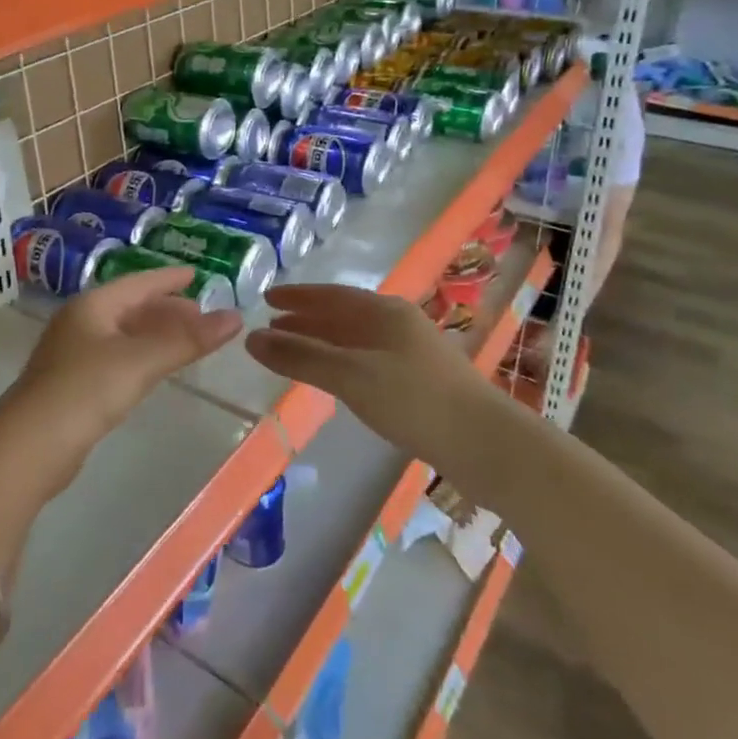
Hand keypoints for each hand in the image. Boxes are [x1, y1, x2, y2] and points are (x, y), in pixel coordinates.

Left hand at [0, 269, 241, 526]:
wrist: (29, 447)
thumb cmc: (85, 391)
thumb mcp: (140, 361)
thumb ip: (187, 340)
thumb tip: (235, 318)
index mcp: (92, 306)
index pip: (139, 282)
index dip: (169, 278)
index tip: (197, 274)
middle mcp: (81, 322)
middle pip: (131, 307)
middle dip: (167, 309)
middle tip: (202, 316)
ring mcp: (73, 354)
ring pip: (124, 334)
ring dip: (155, 334)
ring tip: (187, 341)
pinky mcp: (73, 384)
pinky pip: (117, 357)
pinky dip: (142, 356)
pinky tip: (154, 369)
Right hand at [246, 284, 504, 470]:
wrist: (486, 444)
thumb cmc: (414, 400)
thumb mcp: (351, 375)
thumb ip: (301, 356)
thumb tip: (251, 338)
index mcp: (384, 311)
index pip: (331, 295)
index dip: (297, 296)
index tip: (267, 298)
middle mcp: (398, 323)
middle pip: (343, 315)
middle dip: (306, 320)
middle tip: (272, 327)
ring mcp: (412, 352)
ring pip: (356, 339)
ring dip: (323, 342)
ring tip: (294, 351)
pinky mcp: (420, 381)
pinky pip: (368, 360)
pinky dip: (342, 362)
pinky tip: (335, 379)